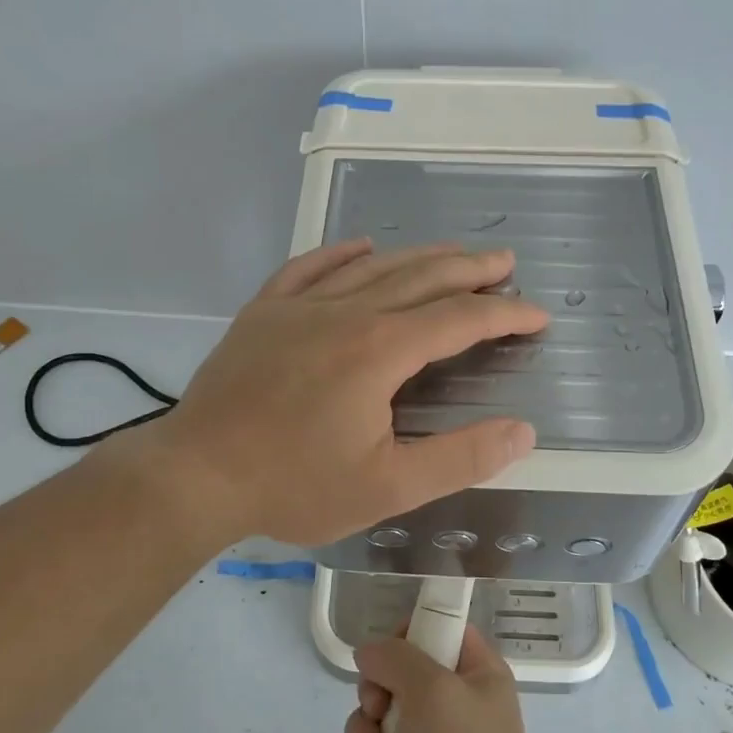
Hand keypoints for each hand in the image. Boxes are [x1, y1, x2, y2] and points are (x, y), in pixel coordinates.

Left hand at [150, 240, 548, 547]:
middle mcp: (346, 313)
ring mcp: (299, 307)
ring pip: (371, 267)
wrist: (196, 475)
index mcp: (381, 350)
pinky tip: (360, 245)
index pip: (460, 319)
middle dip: (470, 269)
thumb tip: (522, 432)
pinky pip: (308, 268)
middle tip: (504, 262)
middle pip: (421, 277)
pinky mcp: (262, 313)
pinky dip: (340, 253)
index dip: (505, 313)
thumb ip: (460, 458)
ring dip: (418, 256)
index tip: (536, 315)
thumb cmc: (294, 485)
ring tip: (451, 252)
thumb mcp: (388, 487)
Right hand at [336, 625, 553, 732]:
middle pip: (398, 674)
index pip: (440, 629)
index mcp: (476, 673)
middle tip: (375, 710)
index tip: (387, 653)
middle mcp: (454, 704)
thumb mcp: (433, 689)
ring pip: (377, 718)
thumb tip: (370, 652)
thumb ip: (396, 658)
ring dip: (360, 732)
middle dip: (373, 692)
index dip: (409, 633)